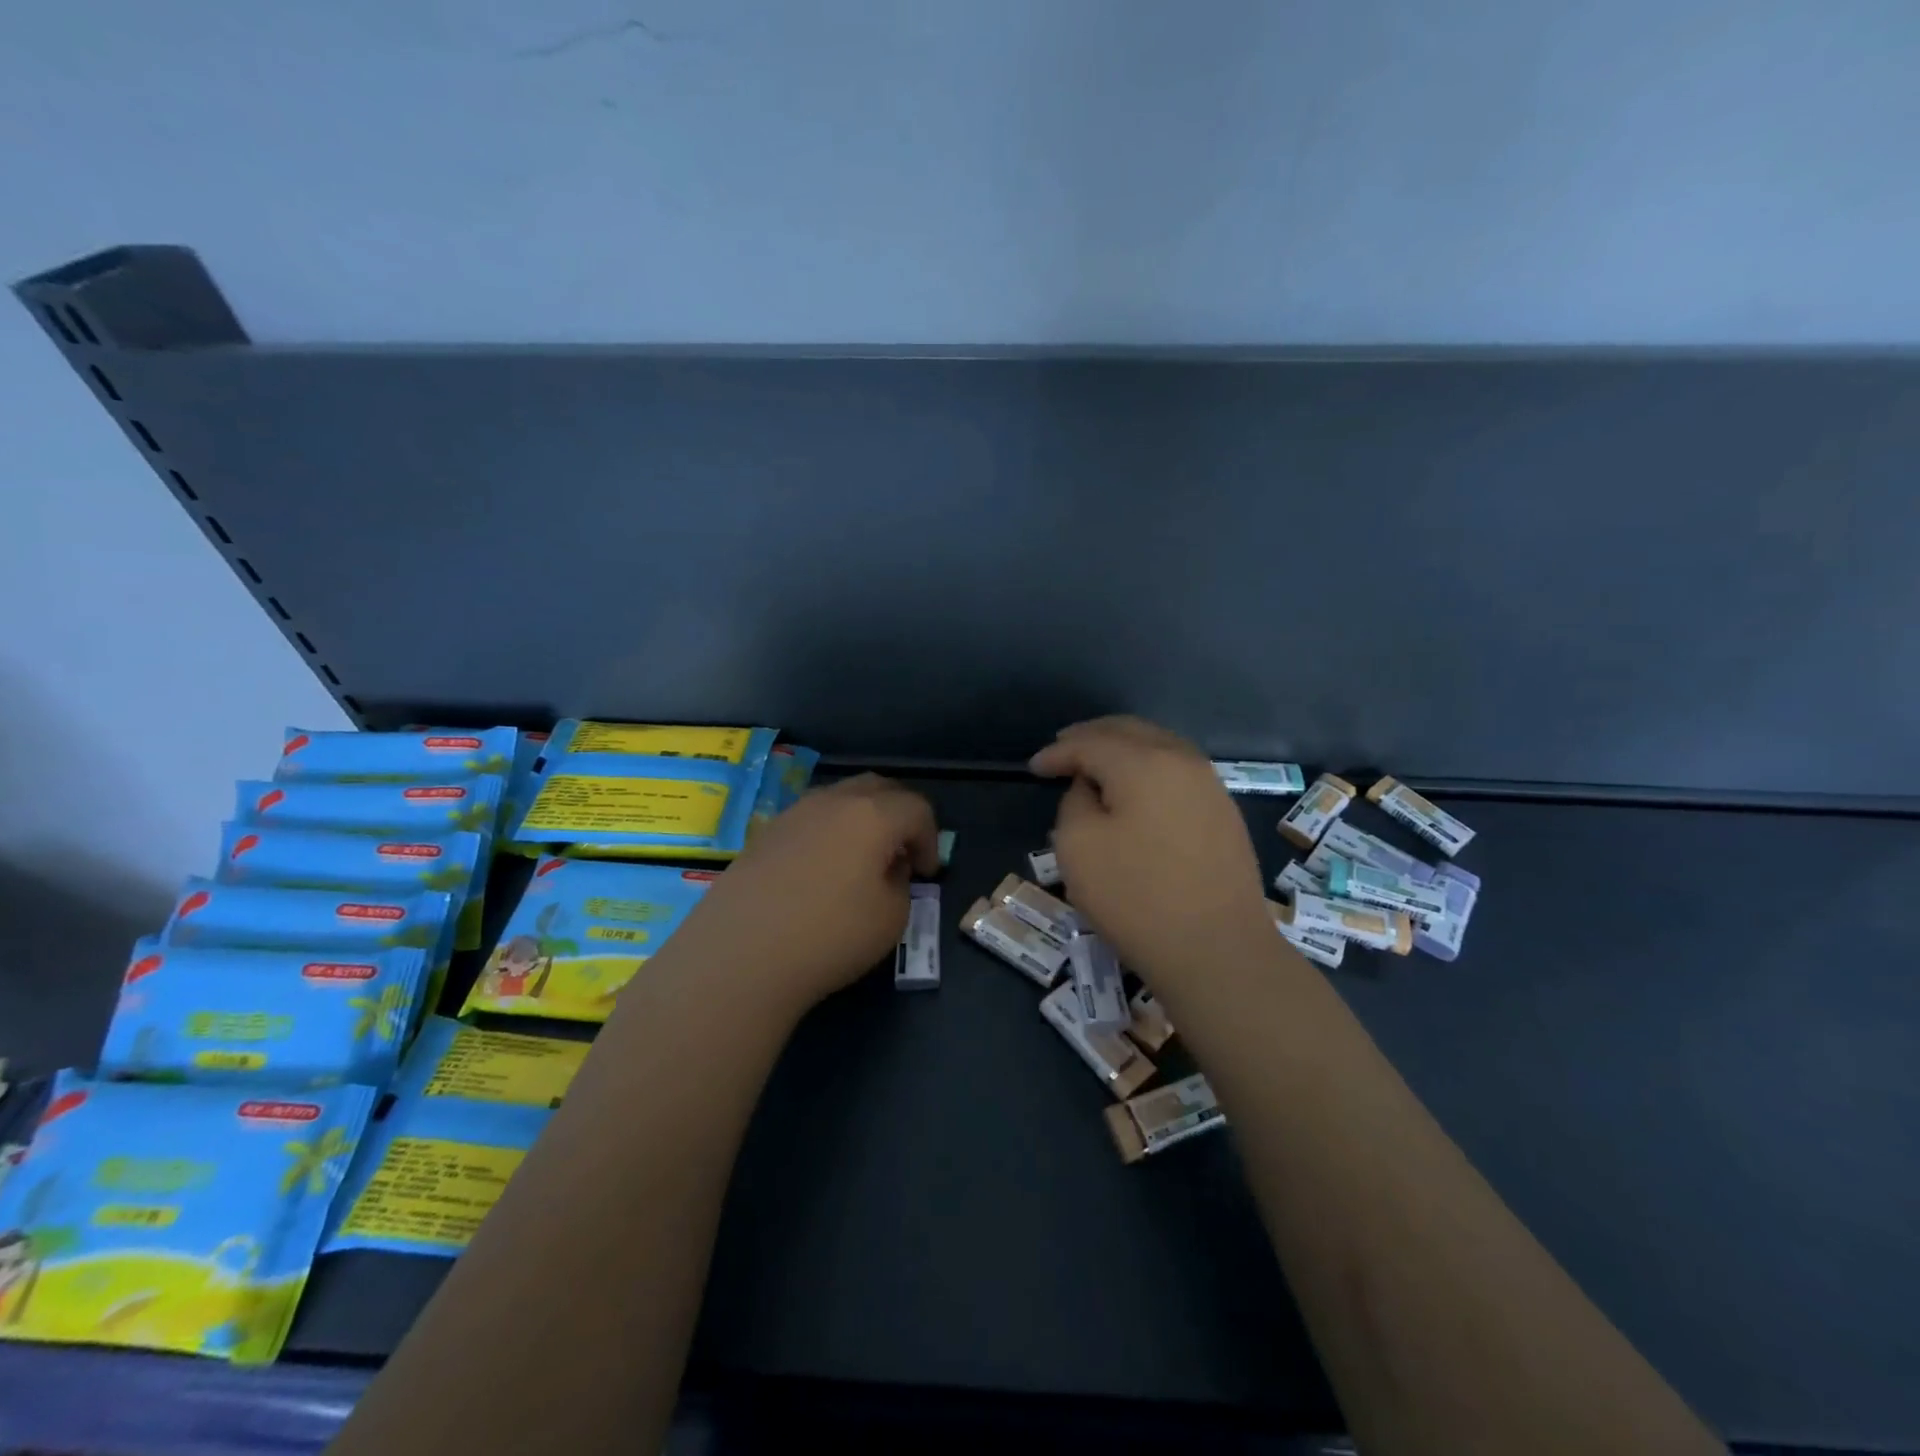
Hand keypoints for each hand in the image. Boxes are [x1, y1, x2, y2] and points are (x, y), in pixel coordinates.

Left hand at [646, 774, 938, 1020]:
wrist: (739, 955)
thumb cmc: (829, 936)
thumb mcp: (891, 918)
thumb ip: (900, 883)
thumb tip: (887, 868)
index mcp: (872, 815)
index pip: (916, 808)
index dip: (931, 838)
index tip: (926, 873)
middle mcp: (833, 802)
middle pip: (878, 788)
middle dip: (900, 814)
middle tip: (902, 851)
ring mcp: (793, 814)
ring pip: (840, 798)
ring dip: (862, 819)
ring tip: (862, 859)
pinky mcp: (764, 834)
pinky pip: (810, 819)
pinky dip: (829, 832)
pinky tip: (822, 870)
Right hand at [1030, 717, 1272, 988]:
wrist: (1218, 951)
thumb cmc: (1136, 897)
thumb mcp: (1078, 847)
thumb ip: (1076, 802)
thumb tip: (1092, 788)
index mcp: (1143, 762)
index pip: (1090, 743)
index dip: (1058, 752)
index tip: (1033, 767)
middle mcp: (1182, 761)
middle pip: (1130, 732)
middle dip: (1092, 737)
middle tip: (1063, 748)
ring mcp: (1209, 786)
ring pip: (1159, 747)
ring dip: (1123, 749)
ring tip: (1097, 765)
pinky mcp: (1223, 814)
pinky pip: (1177, 772)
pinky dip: (1148, 769)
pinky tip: (1135, 790)